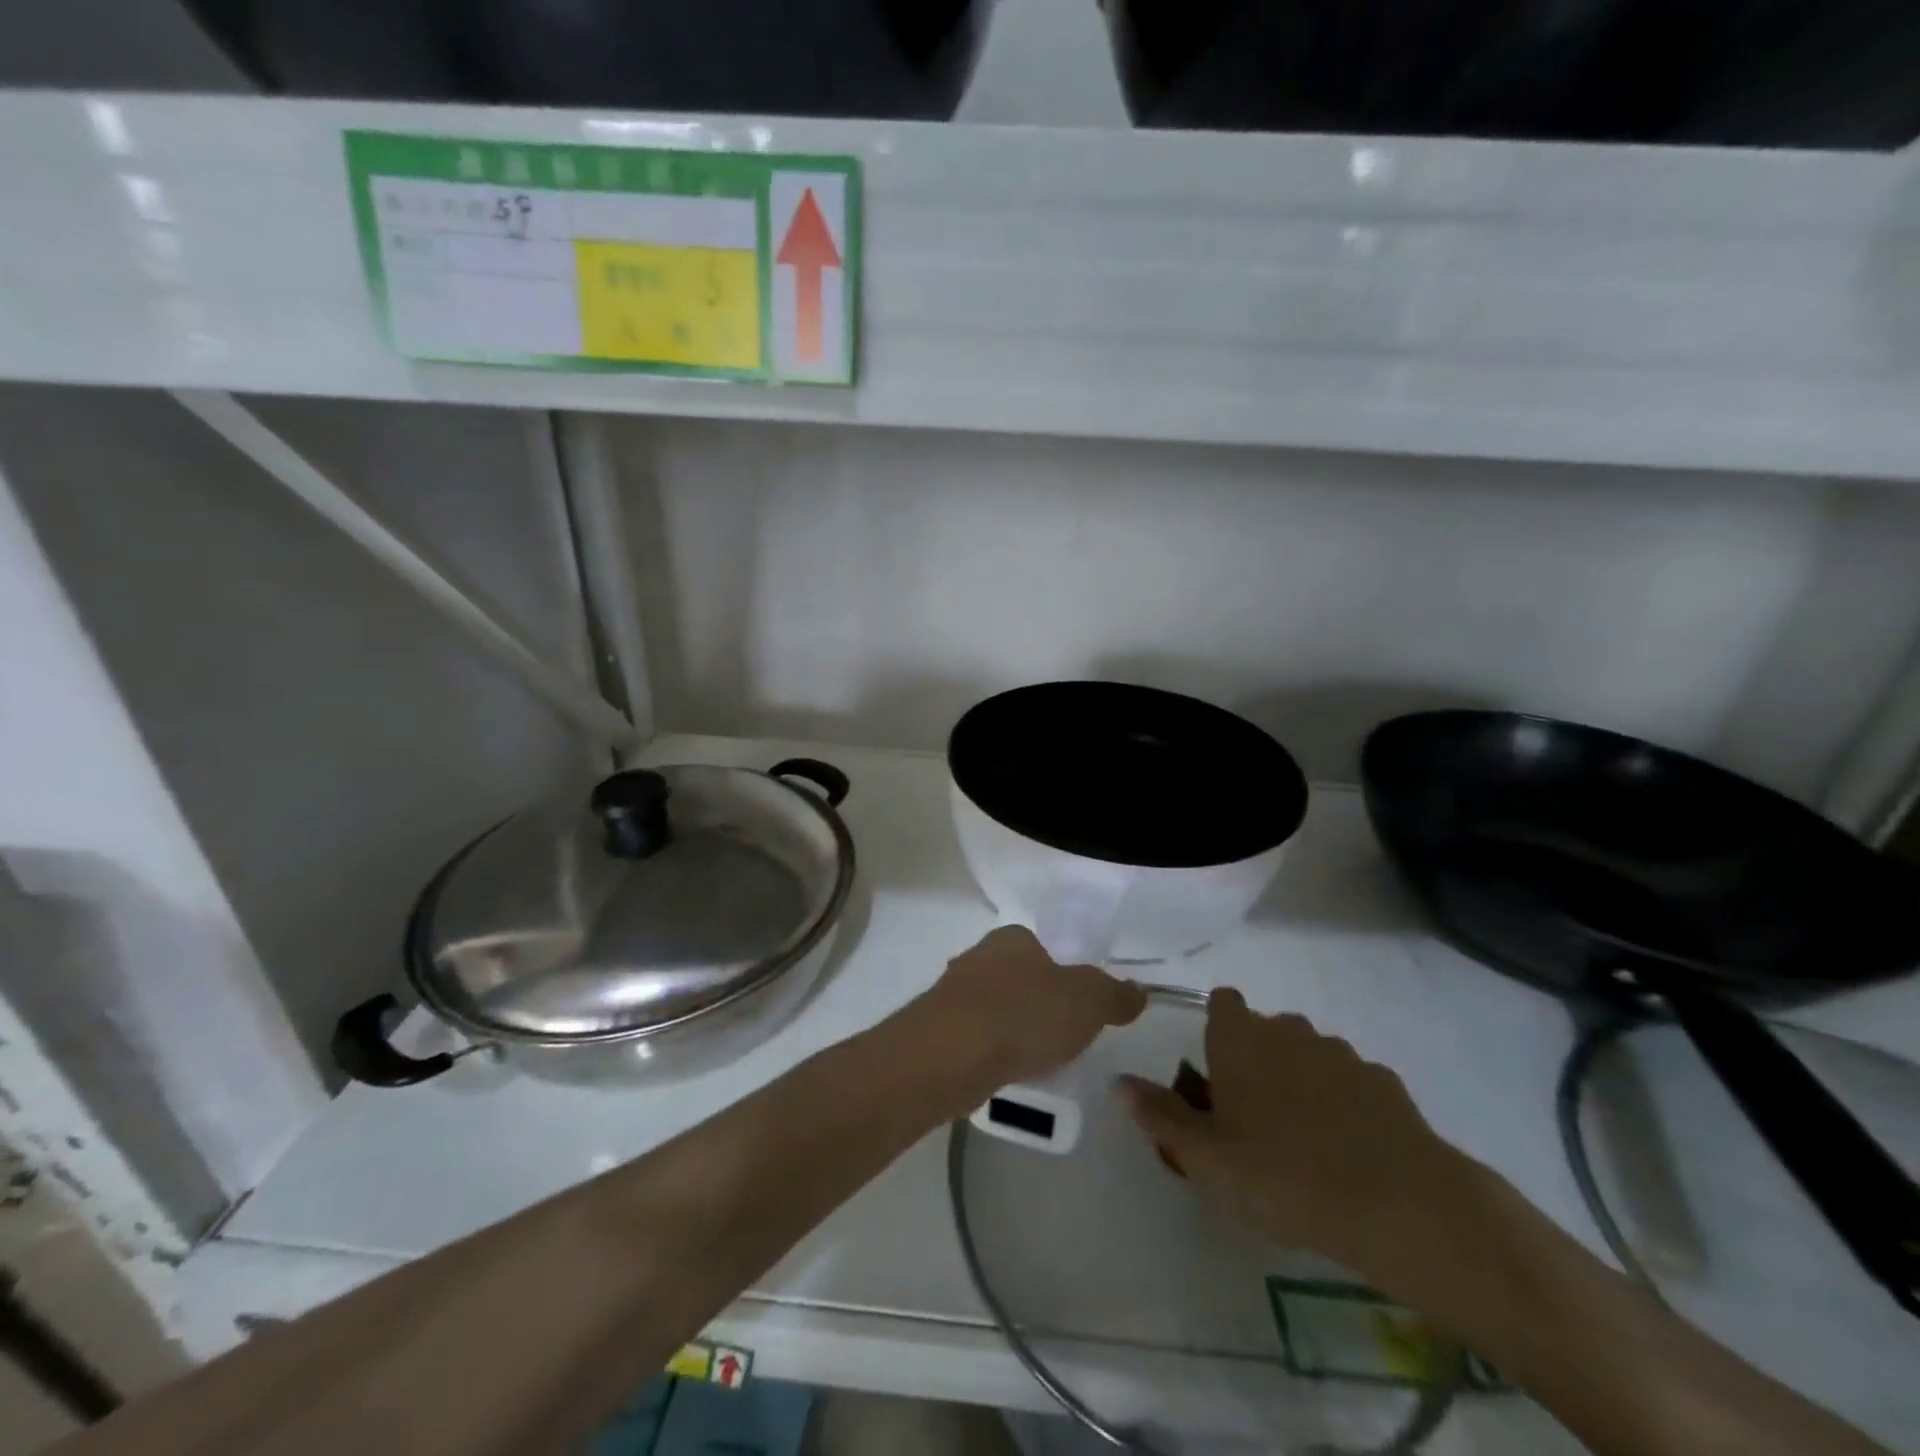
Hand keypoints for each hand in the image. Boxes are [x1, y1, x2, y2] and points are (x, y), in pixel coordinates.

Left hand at [906, 926, 1145, 1092]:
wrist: (950, 1055)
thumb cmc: (1023, 1015)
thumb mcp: (1087, 1002)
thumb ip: (1114, 995)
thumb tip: (1139, 991)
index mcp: (1012, 939)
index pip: (1043, 948)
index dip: (1063, 975)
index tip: (1077, 1008)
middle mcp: (978, 956)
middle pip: (1018, 978)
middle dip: (1037, 1004)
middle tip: (1061, 1038)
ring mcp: (952, 993)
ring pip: (994, 1008)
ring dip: (1012, 1030)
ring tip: (1035, 1061)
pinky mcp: (937, 1029)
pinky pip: (975, 1038)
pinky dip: (991, 1053)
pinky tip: (1004, 1075)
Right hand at [1117, 989, 1473, 1281]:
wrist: (1402, 1205)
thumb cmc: (1285, 1175)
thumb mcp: (1207, 1158)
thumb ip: (1160, 1116)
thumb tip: (1118, 1082)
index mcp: (1241, 1039)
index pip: (1221, 1001)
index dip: (1215, 1029)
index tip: (1214, 1074)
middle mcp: (1289, 1030)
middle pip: (1264, 1029)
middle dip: (1255, 1059)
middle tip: (1250, 1119)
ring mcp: (1341, 1053)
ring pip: (1307, 1054)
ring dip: (1299, 1080)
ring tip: (1301, 1141)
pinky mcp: (1385, 1082)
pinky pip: (1350, 1081)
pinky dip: (1343, 1103)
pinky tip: (1348, 1151)